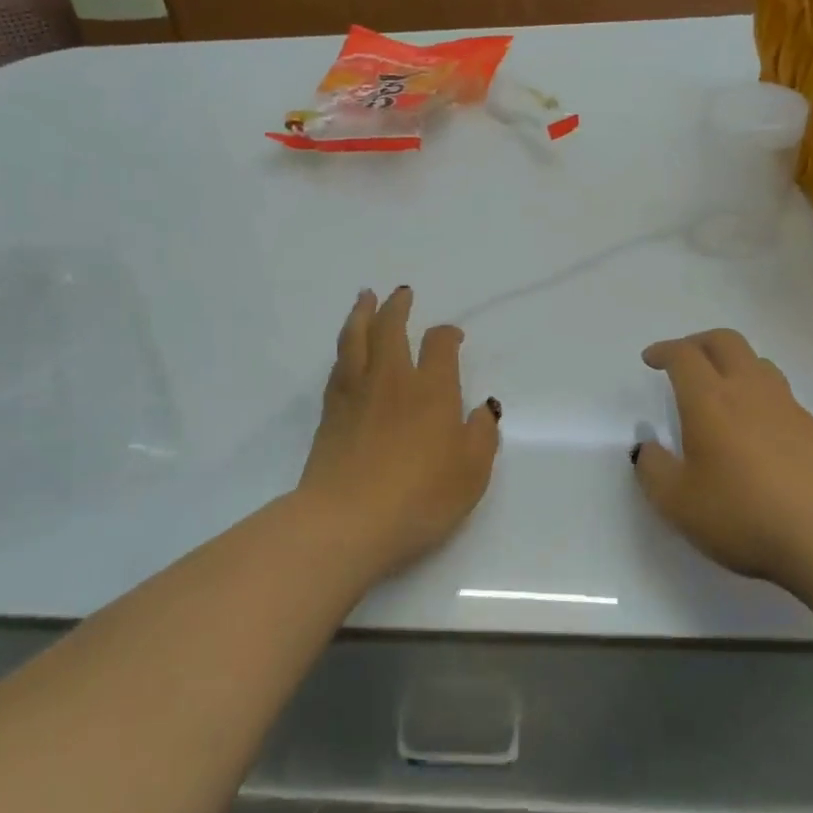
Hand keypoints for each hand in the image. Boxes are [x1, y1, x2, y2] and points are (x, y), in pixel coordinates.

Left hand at [297, 287, 501, 577]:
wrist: (348, 520)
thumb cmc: (420, 497)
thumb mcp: (471, 473)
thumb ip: (482, 435)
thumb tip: (482, 408)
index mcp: (431, 390)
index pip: (439, 346)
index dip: (447, 334)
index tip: (452, 336)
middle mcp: (392, 380)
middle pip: (390, 328)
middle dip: (398, 306)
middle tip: (401, 292)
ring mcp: (356, 393)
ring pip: (356, 338)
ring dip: (362, 313)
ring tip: (365, 297)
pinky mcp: (330, 412)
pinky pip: (338, 365)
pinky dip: (345, 347)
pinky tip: (347, 350)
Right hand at [631, 329, 812, 580]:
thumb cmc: (743, 516)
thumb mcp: (677, 503)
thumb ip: (653, 469)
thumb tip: (647, 447)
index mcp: (710, 400)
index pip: (684, 355)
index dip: (663, 350)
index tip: (651, 360)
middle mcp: (750, 391)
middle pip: (725, 341)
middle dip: (698, 343)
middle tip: (683, 361)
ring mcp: (789, 408)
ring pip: (759, 363)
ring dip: (733, 365)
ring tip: (721, 391)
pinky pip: (782, 397)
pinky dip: (760, 398)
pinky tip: (757, 434)